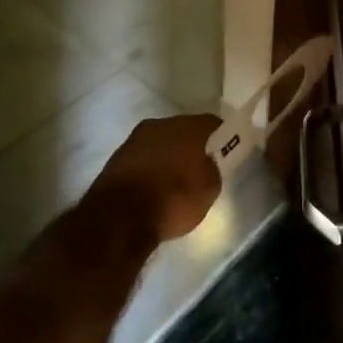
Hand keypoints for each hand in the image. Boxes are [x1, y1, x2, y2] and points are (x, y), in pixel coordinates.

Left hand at [87, 114, 223, 241]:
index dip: (222, 138)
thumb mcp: (209, 190)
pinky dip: (150, 168)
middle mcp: (162, 124)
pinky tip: (153, 187)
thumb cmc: (173, 199)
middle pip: (185, 130)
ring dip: (169, 156)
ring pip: (161, 143)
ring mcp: (135, 139)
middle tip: (200, 167)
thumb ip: (213, 169)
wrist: (119, 218)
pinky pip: (143, 158)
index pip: (213, 124)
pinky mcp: (116, 158)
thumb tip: (208, 164)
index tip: (226, 154)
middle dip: (193, 146)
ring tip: (174, 180)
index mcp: (189, 126)